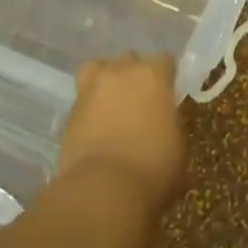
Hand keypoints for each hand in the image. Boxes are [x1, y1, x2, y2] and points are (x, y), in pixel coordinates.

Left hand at [57, 53, 186, 212]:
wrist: (104, 188)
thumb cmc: (154, 166)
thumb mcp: (178, 144)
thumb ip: (169, 122)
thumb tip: (161, 124)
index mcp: (153, 75)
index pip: (163, 60)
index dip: (166, 77)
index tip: (167, 95)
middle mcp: (121, 72)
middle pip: (128, 59)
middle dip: (134, 75)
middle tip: (139, 102)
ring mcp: (91, 89)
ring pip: (97, 69)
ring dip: (106, 82)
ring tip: (111, 106)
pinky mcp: (69, 111)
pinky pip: (82, 99)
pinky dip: (89, 108)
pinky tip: (96, 128)